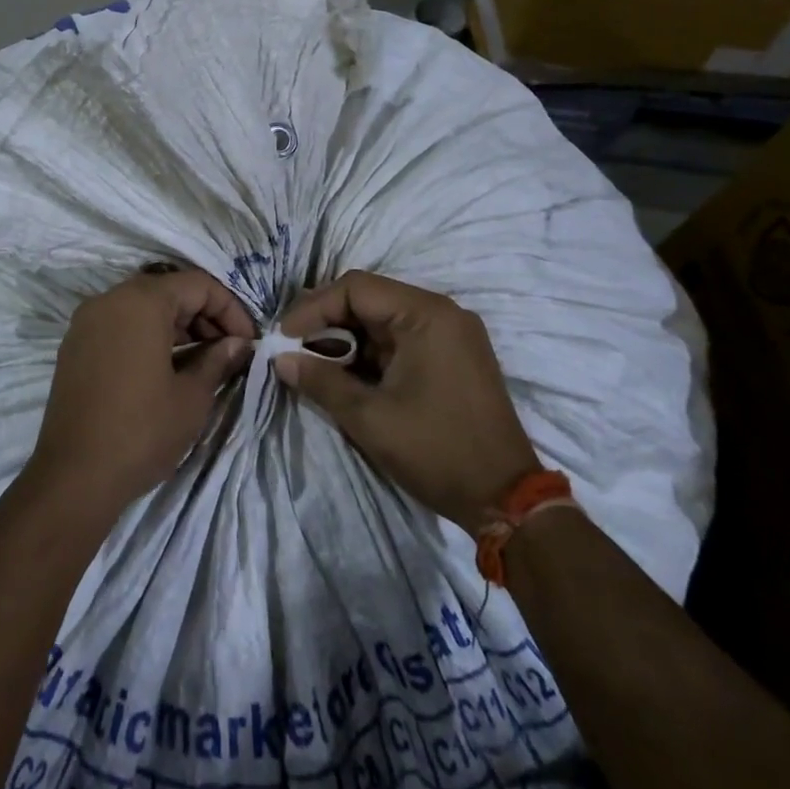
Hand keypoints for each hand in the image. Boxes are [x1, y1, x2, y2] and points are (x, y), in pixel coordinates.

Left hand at [25, 266, 254, 518]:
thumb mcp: (192, 397)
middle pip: (168, 291)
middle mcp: (110, 299)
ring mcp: (87, 321)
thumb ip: (217, 360)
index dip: (230, 309)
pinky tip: (166, 368)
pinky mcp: (75, 346)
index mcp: (141, 301)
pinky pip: (120, 325)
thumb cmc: (142, 431)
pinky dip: (147, 336)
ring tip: (202, 363)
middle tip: (228, 353)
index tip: (248, 342)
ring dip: (177, 327)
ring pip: (143, 308)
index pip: (197, 285)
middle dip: (204, 317)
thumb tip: (238, 344)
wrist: (74, 477)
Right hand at [274, 271, 538, 534]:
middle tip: (294, 346)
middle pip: (370, 299)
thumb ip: (321, 381)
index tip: (285, 336)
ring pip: (384, 319)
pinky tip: (348, 372)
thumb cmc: (436, 450)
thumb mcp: (369, 418)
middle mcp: (442, 312)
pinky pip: (402, 338)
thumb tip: (281, 360)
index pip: (355, 288)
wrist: (508, 500)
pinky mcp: (455, 355)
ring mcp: (452, 333)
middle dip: (328, 321)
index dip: (313, 307)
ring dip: (348, 337)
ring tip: (315, 362)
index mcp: (426, 314)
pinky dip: (372, 351)